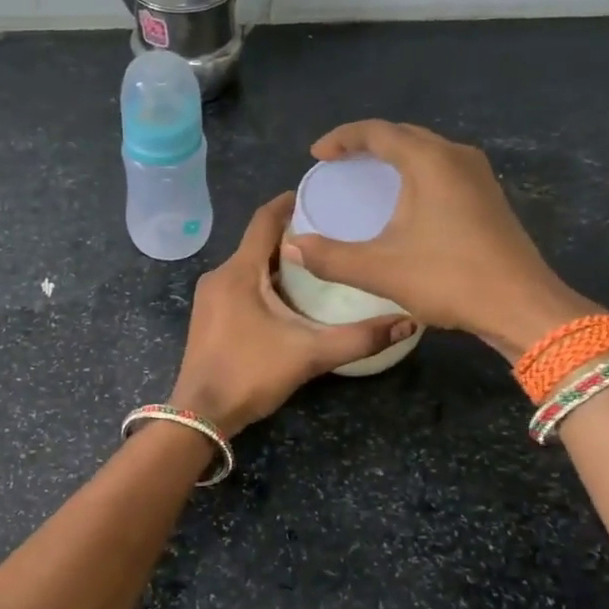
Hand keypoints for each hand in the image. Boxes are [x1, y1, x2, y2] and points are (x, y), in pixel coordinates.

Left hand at [170, 194, 414, 436]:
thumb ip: (359, 338)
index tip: (318, 194)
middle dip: (292, 236)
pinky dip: (264, 282)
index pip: (263, 220)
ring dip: (278, 262)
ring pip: (248, 266)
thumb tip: (408, 322)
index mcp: (239, 272)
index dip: (288, 202)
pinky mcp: (209, 316)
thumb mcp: (309, 354)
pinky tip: (290, 298)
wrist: (200, 414)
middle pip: (257, 243)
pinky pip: (240, 285)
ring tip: (318, 264)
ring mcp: (210, 297)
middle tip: (331, 234)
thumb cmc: (250, 374)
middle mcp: (220, 276)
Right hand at [283, 120, 591, 360]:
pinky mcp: (489, 197)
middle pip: (404, 135)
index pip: (377, 132)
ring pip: (426, 151)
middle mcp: (456, 157)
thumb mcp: (380, 269)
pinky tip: (405, 201)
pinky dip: (415, 173)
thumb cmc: (449, 278)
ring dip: (394, 157)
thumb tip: (294, 247)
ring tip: (367, 177)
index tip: (317, 155)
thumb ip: (330, 257)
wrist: (522, 306)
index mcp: (429, 161)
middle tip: (338, 162)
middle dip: (367, 144)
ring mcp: (479, 176)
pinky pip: (442, 169)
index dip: (342, 138)